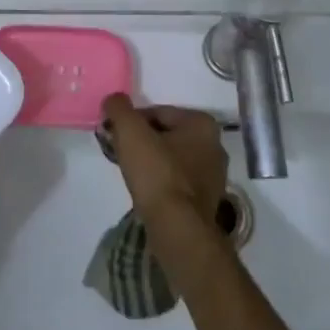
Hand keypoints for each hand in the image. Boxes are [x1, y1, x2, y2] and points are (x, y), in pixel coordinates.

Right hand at [99, 96, 228, 233]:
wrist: (178, 229)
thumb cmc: (157, 175)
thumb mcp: (131, 133)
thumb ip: (120, 109)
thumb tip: (114, 99)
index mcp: (202, 123)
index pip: (157, 113)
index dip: (131, 123)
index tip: (115, 136)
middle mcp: (215, 144)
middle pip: (166, 135)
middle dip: (142, 142)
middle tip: (121, 155)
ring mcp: (214, 175)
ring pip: (172, 159)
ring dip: (151, 162)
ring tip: (132, 176)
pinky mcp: (207, 199)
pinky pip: (178, 181)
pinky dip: (162, 182)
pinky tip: (148, 193)